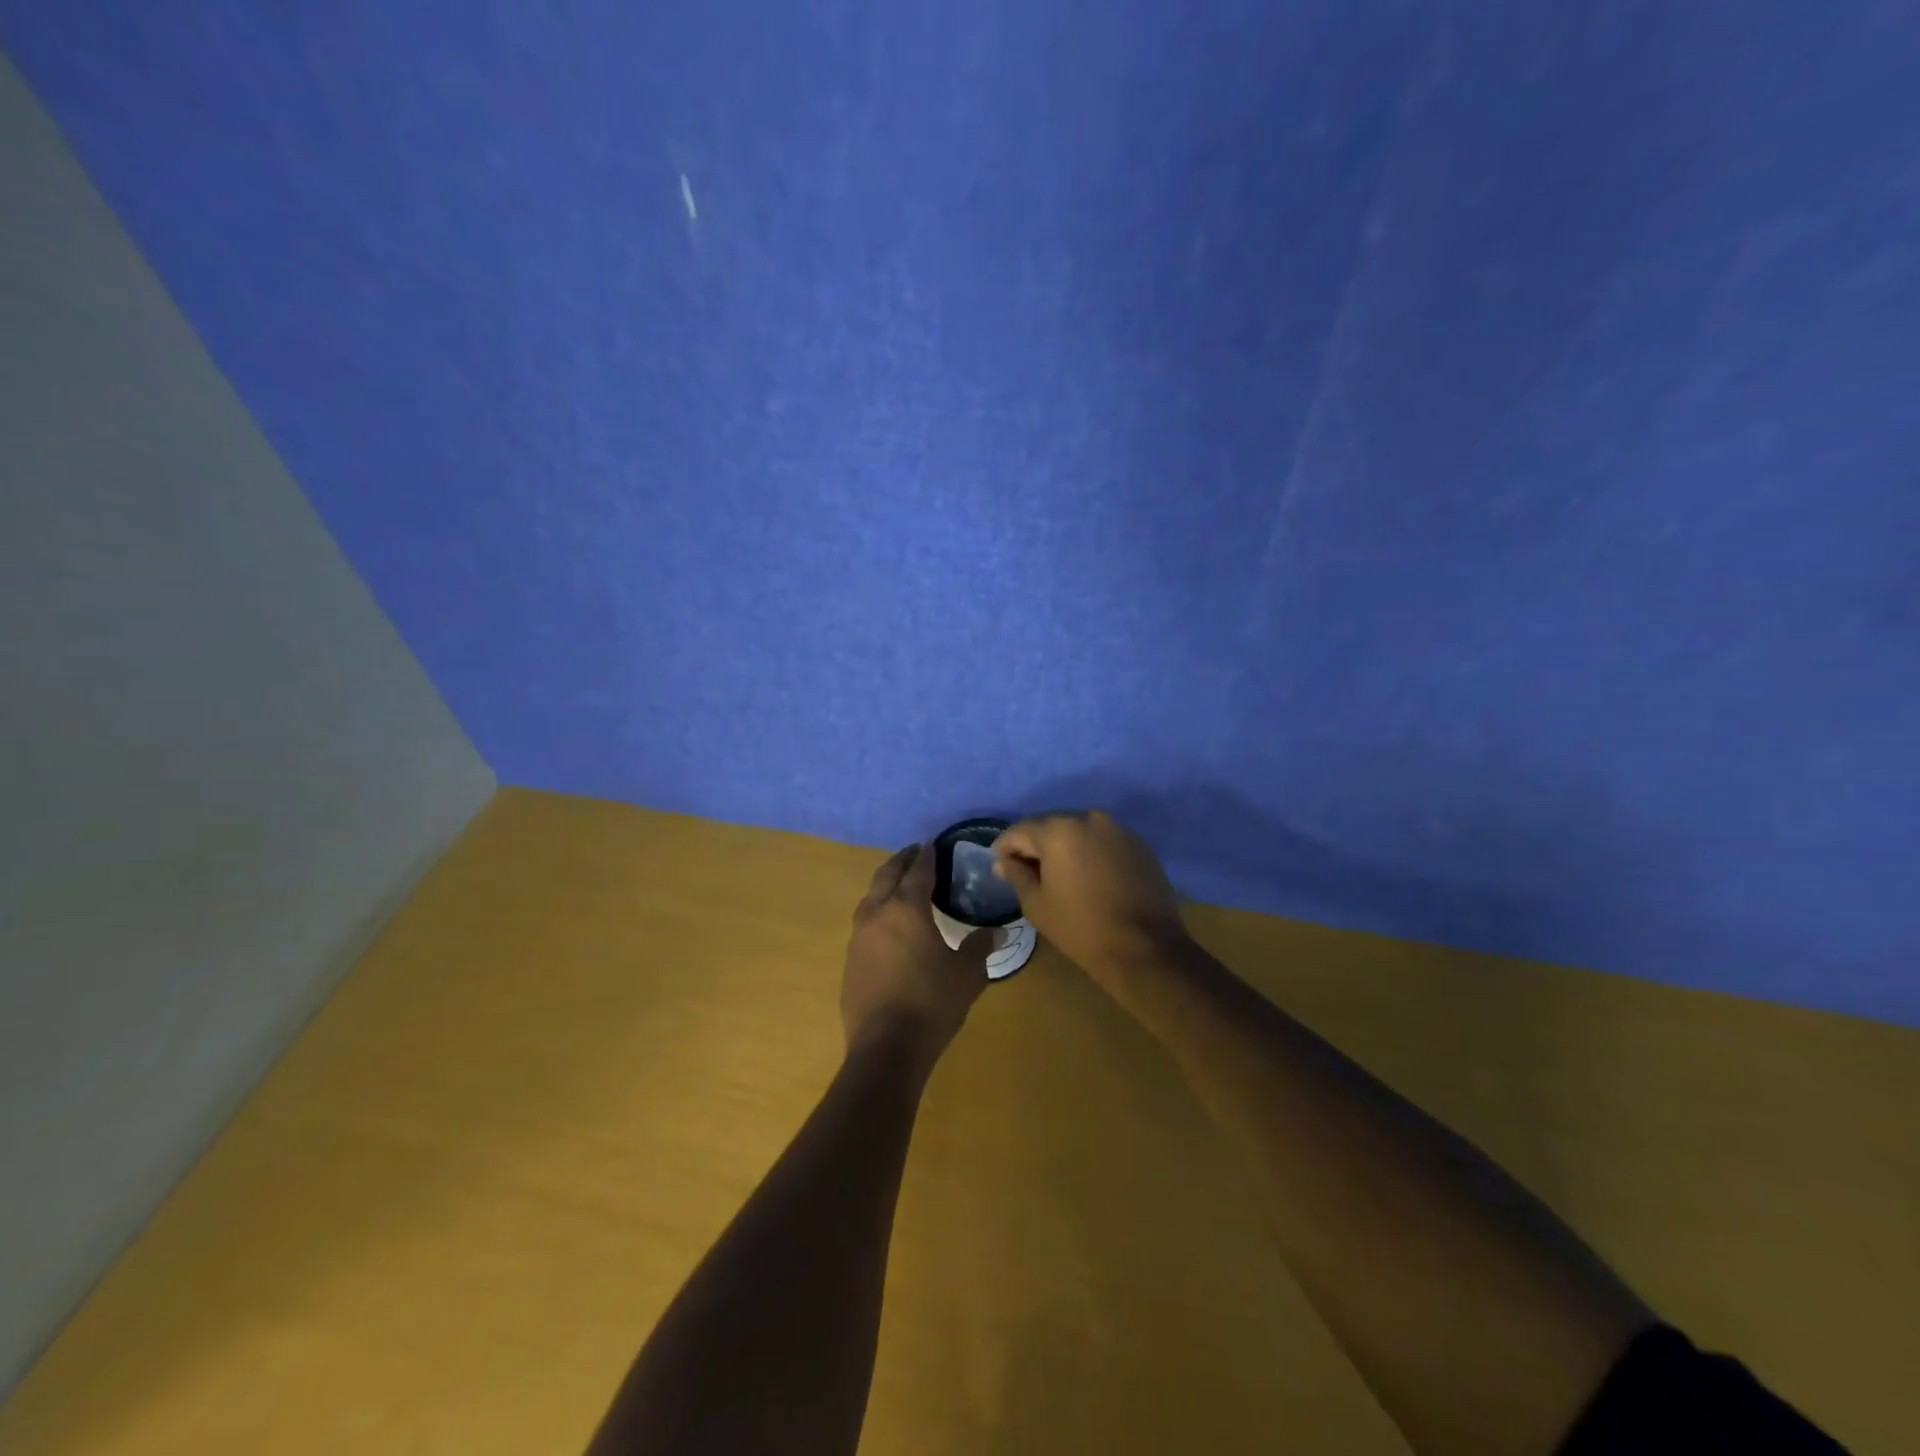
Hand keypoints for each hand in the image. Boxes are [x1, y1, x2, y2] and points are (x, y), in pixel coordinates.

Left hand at [841, 843, 993, 1074]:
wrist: (885, 1047)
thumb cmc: (931, 1003)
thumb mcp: (967, 974)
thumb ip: (980, 947)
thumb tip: (998, 931)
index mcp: (907, 908)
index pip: (918, 871)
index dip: (927, 856)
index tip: (933, 844)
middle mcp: (878, 913)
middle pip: (887, 875)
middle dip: (901, 861)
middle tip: (915, 852)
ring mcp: (858, 937)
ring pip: (870, 897)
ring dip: (885, 884)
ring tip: (900, 884)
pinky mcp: (849, 960)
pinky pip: (864, 923)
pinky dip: (877, 911)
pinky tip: (888, 925)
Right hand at [991, 810, 1190, 976]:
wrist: (1145, 948)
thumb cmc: (1081, 928)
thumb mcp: (1037, 904)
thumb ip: (1017, 875)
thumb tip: (1003, 862)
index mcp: (1058, 830)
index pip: (1021, 830)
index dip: (1005, 846)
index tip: (999, 863)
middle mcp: (1089, 818)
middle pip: (1051, 826)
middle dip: (1035, 844)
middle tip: (1025, 869)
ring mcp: (1118, 829)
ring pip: (1079, 831)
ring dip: (1064, 847)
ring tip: (1057, 873)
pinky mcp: (1138, 844)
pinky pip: (1103, 841)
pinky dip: (1090, 852)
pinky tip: (1087, 875)